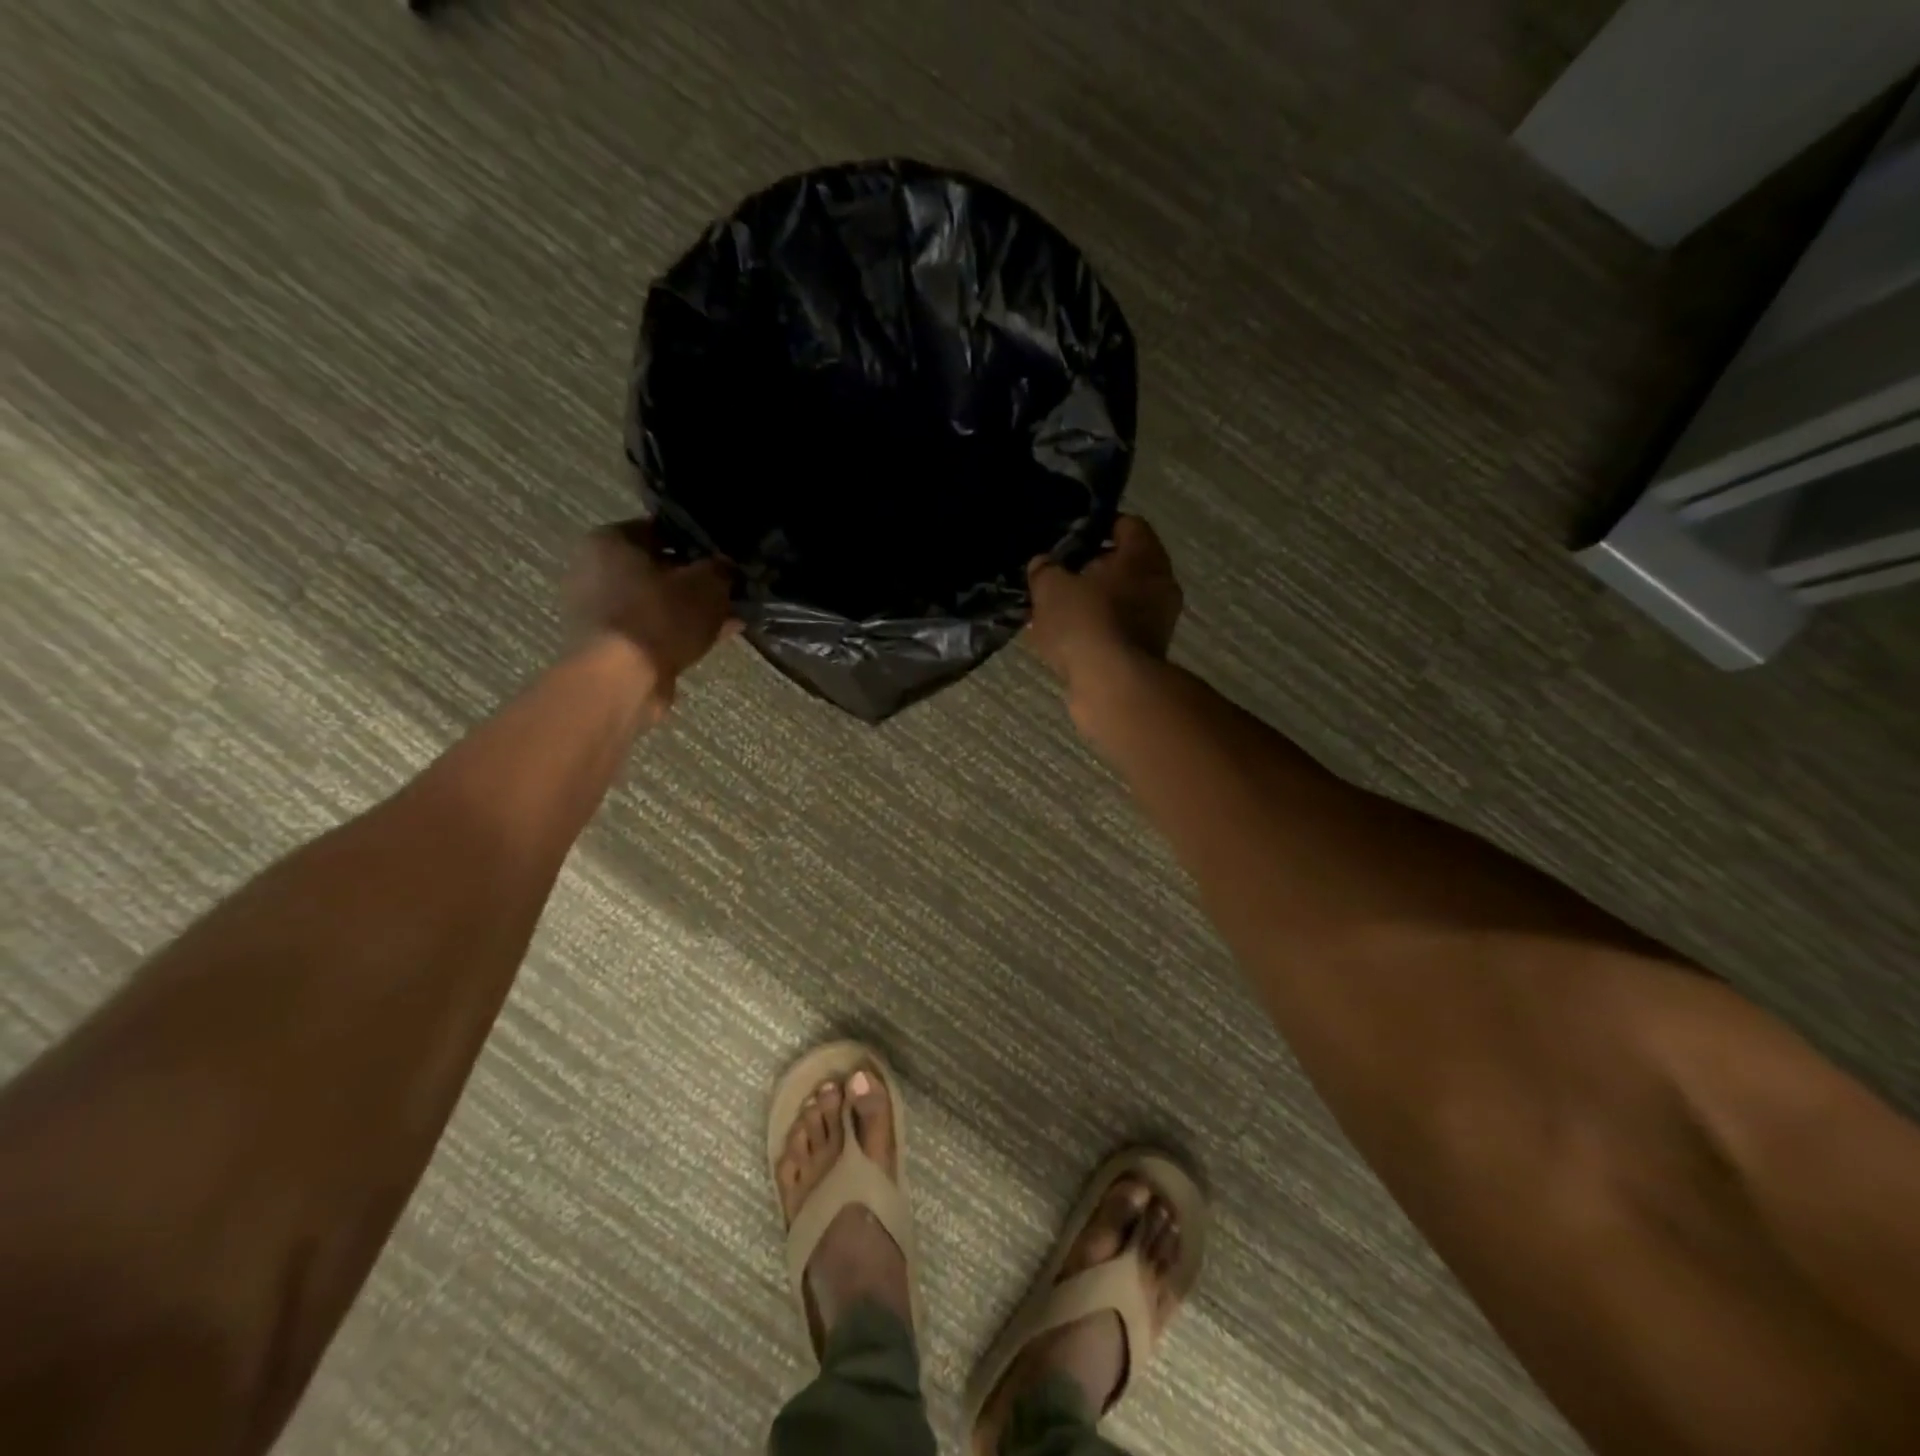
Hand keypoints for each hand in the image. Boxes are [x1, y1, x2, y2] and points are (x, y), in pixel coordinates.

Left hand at [563, 519, 737, 710]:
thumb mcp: (706, 584)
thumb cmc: (660, 616)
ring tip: (730, 617)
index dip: (699, 542)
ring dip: (692, 609)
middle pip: (659, 568)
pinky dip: (681, 632)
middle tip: (730, 590)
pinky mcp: (611, 645)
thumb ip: (721, 569)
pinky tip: (715, 638)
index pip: (662, 529)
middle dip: (696, 580)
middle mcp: (596, 570)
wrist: (622, 679)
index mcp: (610, 541)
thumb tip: (726, 567)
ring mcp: (601, 611)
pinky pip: (654, 629)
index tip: (726, 557)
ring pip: (659, 602)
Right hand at [1027, 514, 1183, 707]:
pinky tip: (1064, 642)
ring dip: (1090, 606)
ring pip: (1119, 603)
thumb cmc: (1086, 622)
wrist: (1112, 687)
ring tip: (1054, 613)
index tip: (1069, 539)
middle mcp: (1159, 586)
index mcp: (1145, 556)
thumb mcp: (1051, 588)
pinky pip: (1115, 633)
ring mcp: (1157, 624)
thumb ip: (1045, 570)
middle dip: (1090, 571)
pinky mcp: (1145, 655)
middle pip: (1123, 567)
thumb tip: (1044, 565)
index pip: (1126, 525)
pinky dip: (1093, 634)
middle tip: (1057, 578)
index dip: (1097, 527)